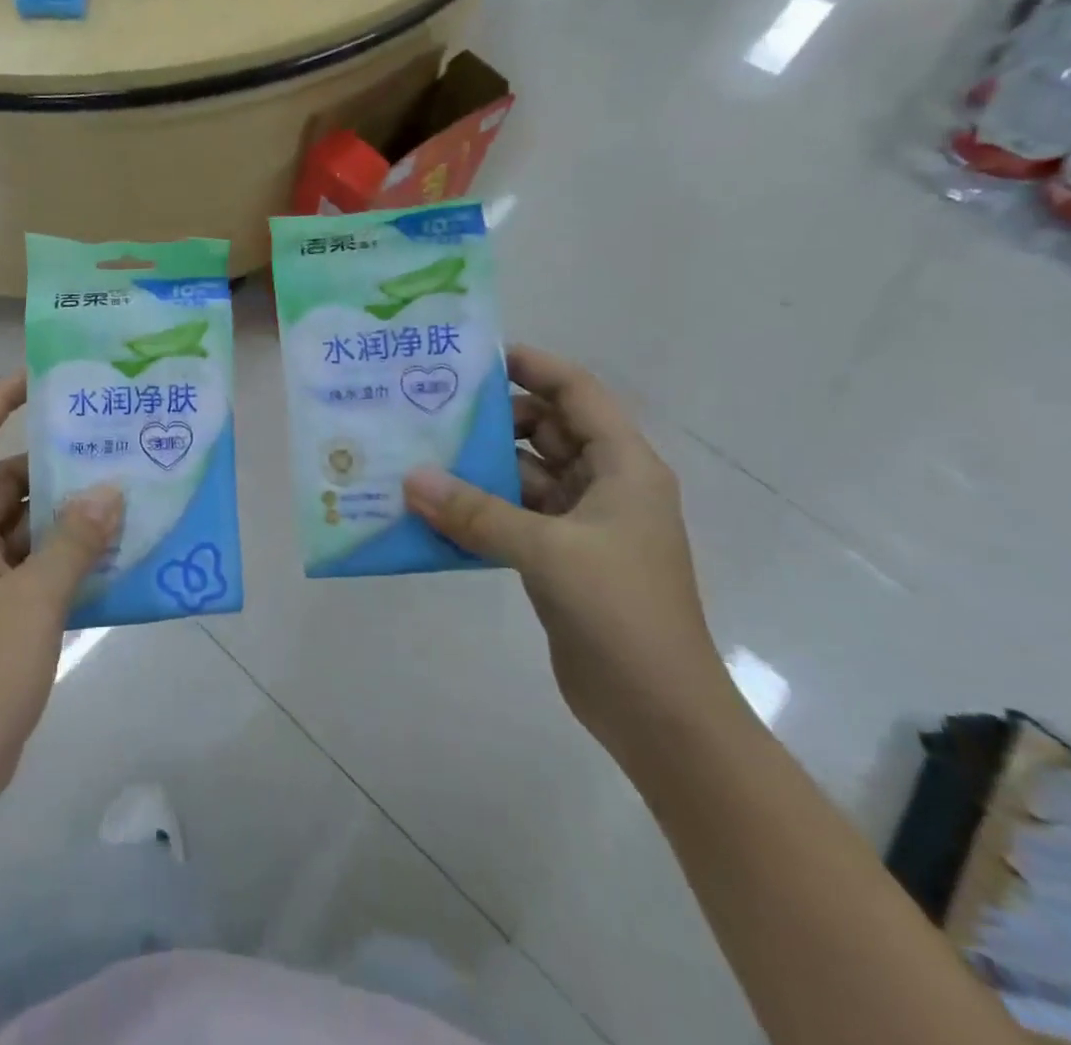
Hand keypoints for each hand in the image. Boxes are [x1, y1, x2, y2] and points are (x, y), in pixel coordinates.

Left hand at [0, 376, 122, 814]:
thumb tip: (109, 490)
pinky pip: (34, 560)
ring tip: (121, 493)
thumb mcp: (36, 600)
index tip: (39, 379)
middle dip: (49, 458)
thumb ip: (74, 541)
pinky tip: (111, 554)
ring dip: (64, 508)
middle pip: (3, 479)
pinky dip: (66, 551)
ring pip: (23, 521)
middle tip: (105, 443)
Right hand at [403, 345, 737, 760]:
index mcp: (623, 467)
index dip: (534, 366)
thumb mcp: (547, 552)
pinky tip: (432, 512)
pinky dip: (477, 512)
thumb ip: (476, 512)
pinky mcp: (558, 560)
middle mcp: (604, 486)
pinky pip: (511, 517)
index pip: (578, 393)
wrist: (659, 713)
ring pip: (523, 476)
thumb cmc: (621, 613)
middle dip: (493, 419)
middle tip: (430, 408)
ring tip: (418, 456)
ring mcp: (580, 526)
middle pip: (545, 430)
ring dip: (478, 469)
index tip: (477, 356)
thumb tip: (411, 480)